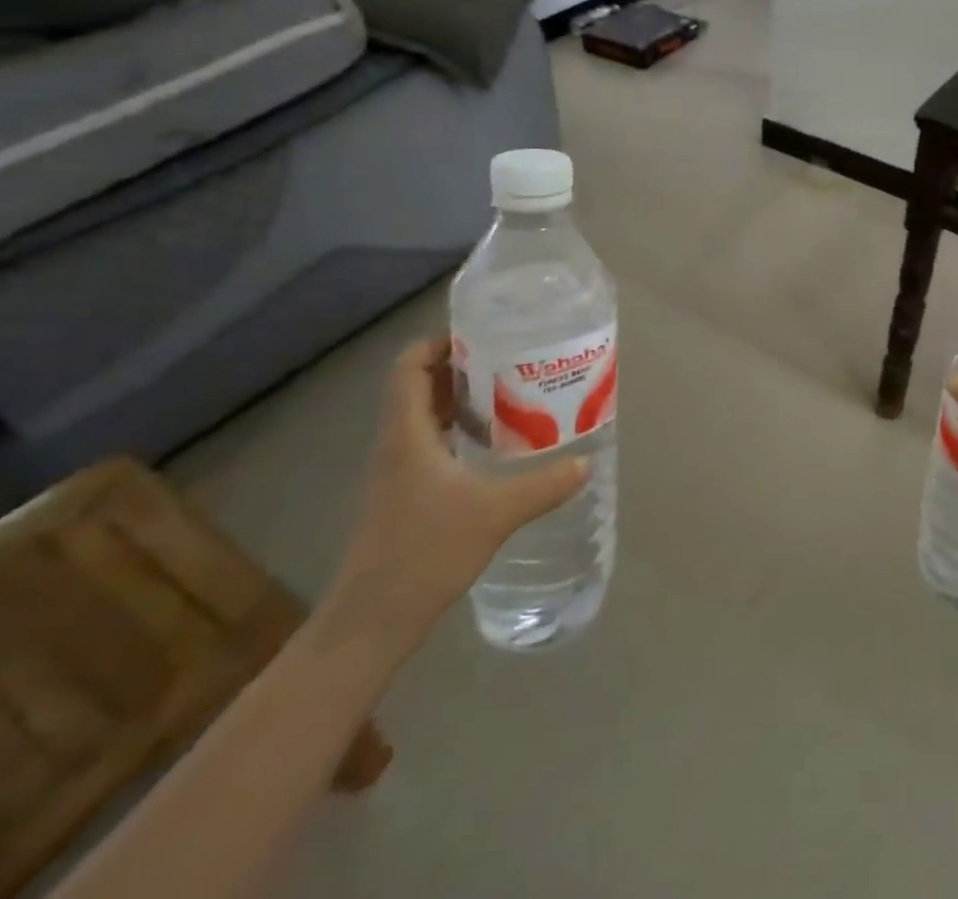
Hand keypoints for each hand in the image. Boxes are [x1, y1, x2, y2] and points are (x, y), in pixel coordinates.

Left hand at [323, 335, 586, 654]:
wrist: (370, 622)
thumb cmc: (423, 553)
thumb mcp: (494, 513)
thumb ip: (543, 485)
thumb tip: (586, 462)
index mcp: (406, 434)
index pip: (408, 366)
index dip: (438, 342)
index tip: (482, 334)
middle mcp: (396, 444)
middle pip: (419, 385)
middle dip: (461, 367)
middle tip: (510, 359)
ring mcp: (397, 472)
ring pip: (425, 416)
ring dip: (461, 399)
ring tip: (511, 393)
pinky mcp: (404, 495)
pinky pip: (430, 444)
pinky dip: (459, 431)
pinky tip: (495, 445)